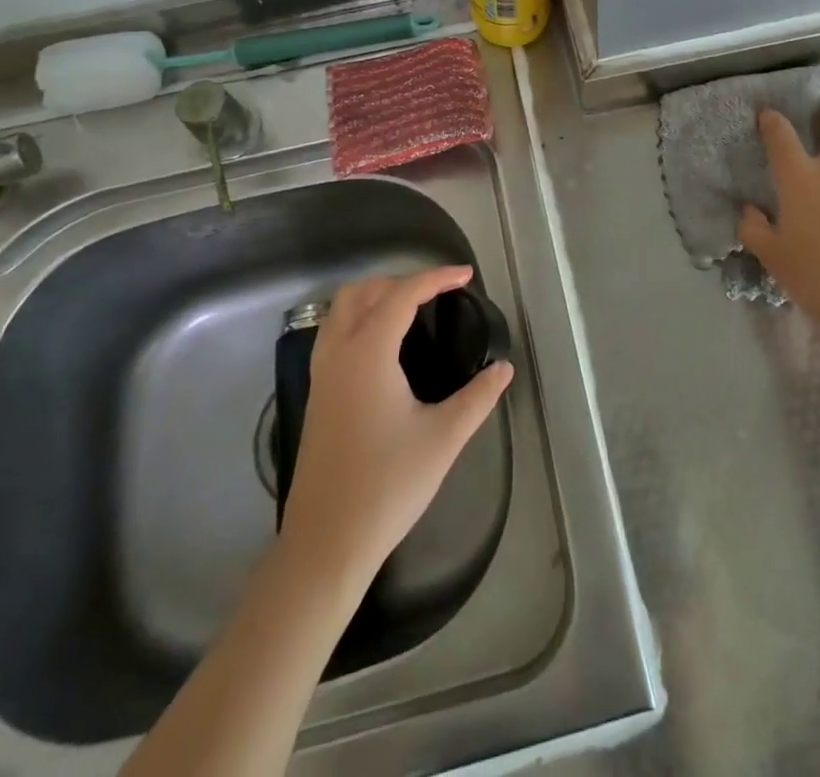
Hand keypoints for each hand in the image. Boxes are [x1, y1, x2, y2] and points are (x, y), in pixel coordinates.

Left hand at [278, 266, 512, 587]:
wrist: (326, 543)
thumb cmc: (387, 485)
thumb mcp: (444, 438)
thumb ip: (478, 397)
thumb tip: (503, 369)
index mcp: (368, 353)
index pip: (402, 295)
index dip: (436, 278)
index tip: (466, 276)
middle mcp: (338, 353)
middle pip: (363, 291)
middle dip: (401, 281)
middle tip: (437, 293)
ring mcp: (321, 375)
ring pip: (340, 310)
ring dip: (375, 296)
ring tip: (411, 310)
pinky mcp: (316, 395)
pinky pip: (333, 333)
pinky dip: (359, 319)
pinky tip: (384, 346)